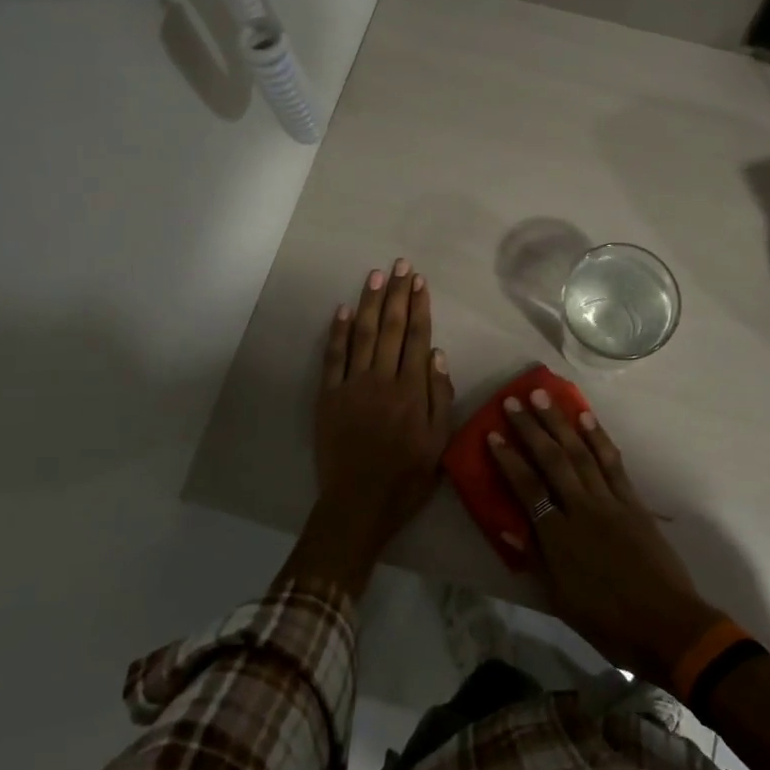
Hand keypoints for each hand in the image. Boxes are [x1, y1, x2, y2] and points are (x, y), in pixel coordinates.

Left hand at [283, 259, 454, 597]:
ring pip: (364, 334)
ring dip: (371, 302)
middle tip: (401, 265)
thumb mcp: (440, 442)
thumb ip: (440, 396)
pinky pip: (333, 357)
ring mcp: (352, 385)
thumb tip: (437, 354)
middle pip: (392, 328)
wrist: (359, 503)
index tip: (420, 281)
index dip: (420, 307)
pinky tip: (344, 310)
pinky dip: (338, 331)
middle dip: (398, 294)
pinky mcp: (328, 396)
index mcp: (411, 391)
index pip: (417, 338)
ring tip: (377, 276)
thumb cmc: (407, 476)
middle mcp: (382, 380)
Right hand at [487, 392, 722, 686]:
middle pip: (552, 460)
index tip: (492, 434)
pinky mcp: (633, 501)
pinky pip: (612, 462)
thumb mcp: (561, 600)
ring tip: (544, 396)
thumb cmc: (608, 622)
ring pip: (580, 453)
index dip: (508, 460)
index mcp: (558, 538)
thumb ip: (536, 559)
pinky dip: (598, 437)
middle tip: (513, 401)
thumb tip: (509, 526)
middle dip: (530, 428)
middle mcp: (581, 509)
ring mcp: (610, 501)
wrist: (666, 625)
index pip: (526, 488)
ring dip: (560, 422)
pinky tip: (586, 417)